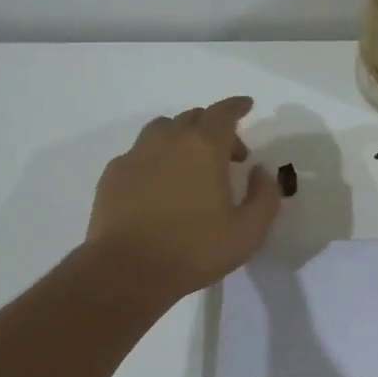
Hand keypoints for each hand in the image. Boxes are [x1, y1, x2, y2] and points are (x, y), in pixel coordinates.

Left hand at [87, 96, 280, 298]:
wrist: (126, 271)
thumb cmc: (194, 250)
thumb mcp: (248, 232)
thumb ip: (264, 196)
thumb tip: (260, 172)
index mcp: (204, 147)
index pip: (223, 112)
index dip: (237, 106)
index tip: (246, 105)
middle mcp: (168, 140)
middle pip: (193, 117)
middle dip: (214, 128)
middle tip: (227, 156)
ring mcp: (135, 155)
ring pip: (162, 130)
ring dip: (181, 138)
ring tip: (190, 165)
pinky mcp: (112, 174)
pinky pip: (139, 153)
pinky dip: (155, 158)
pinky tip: (159, 185)